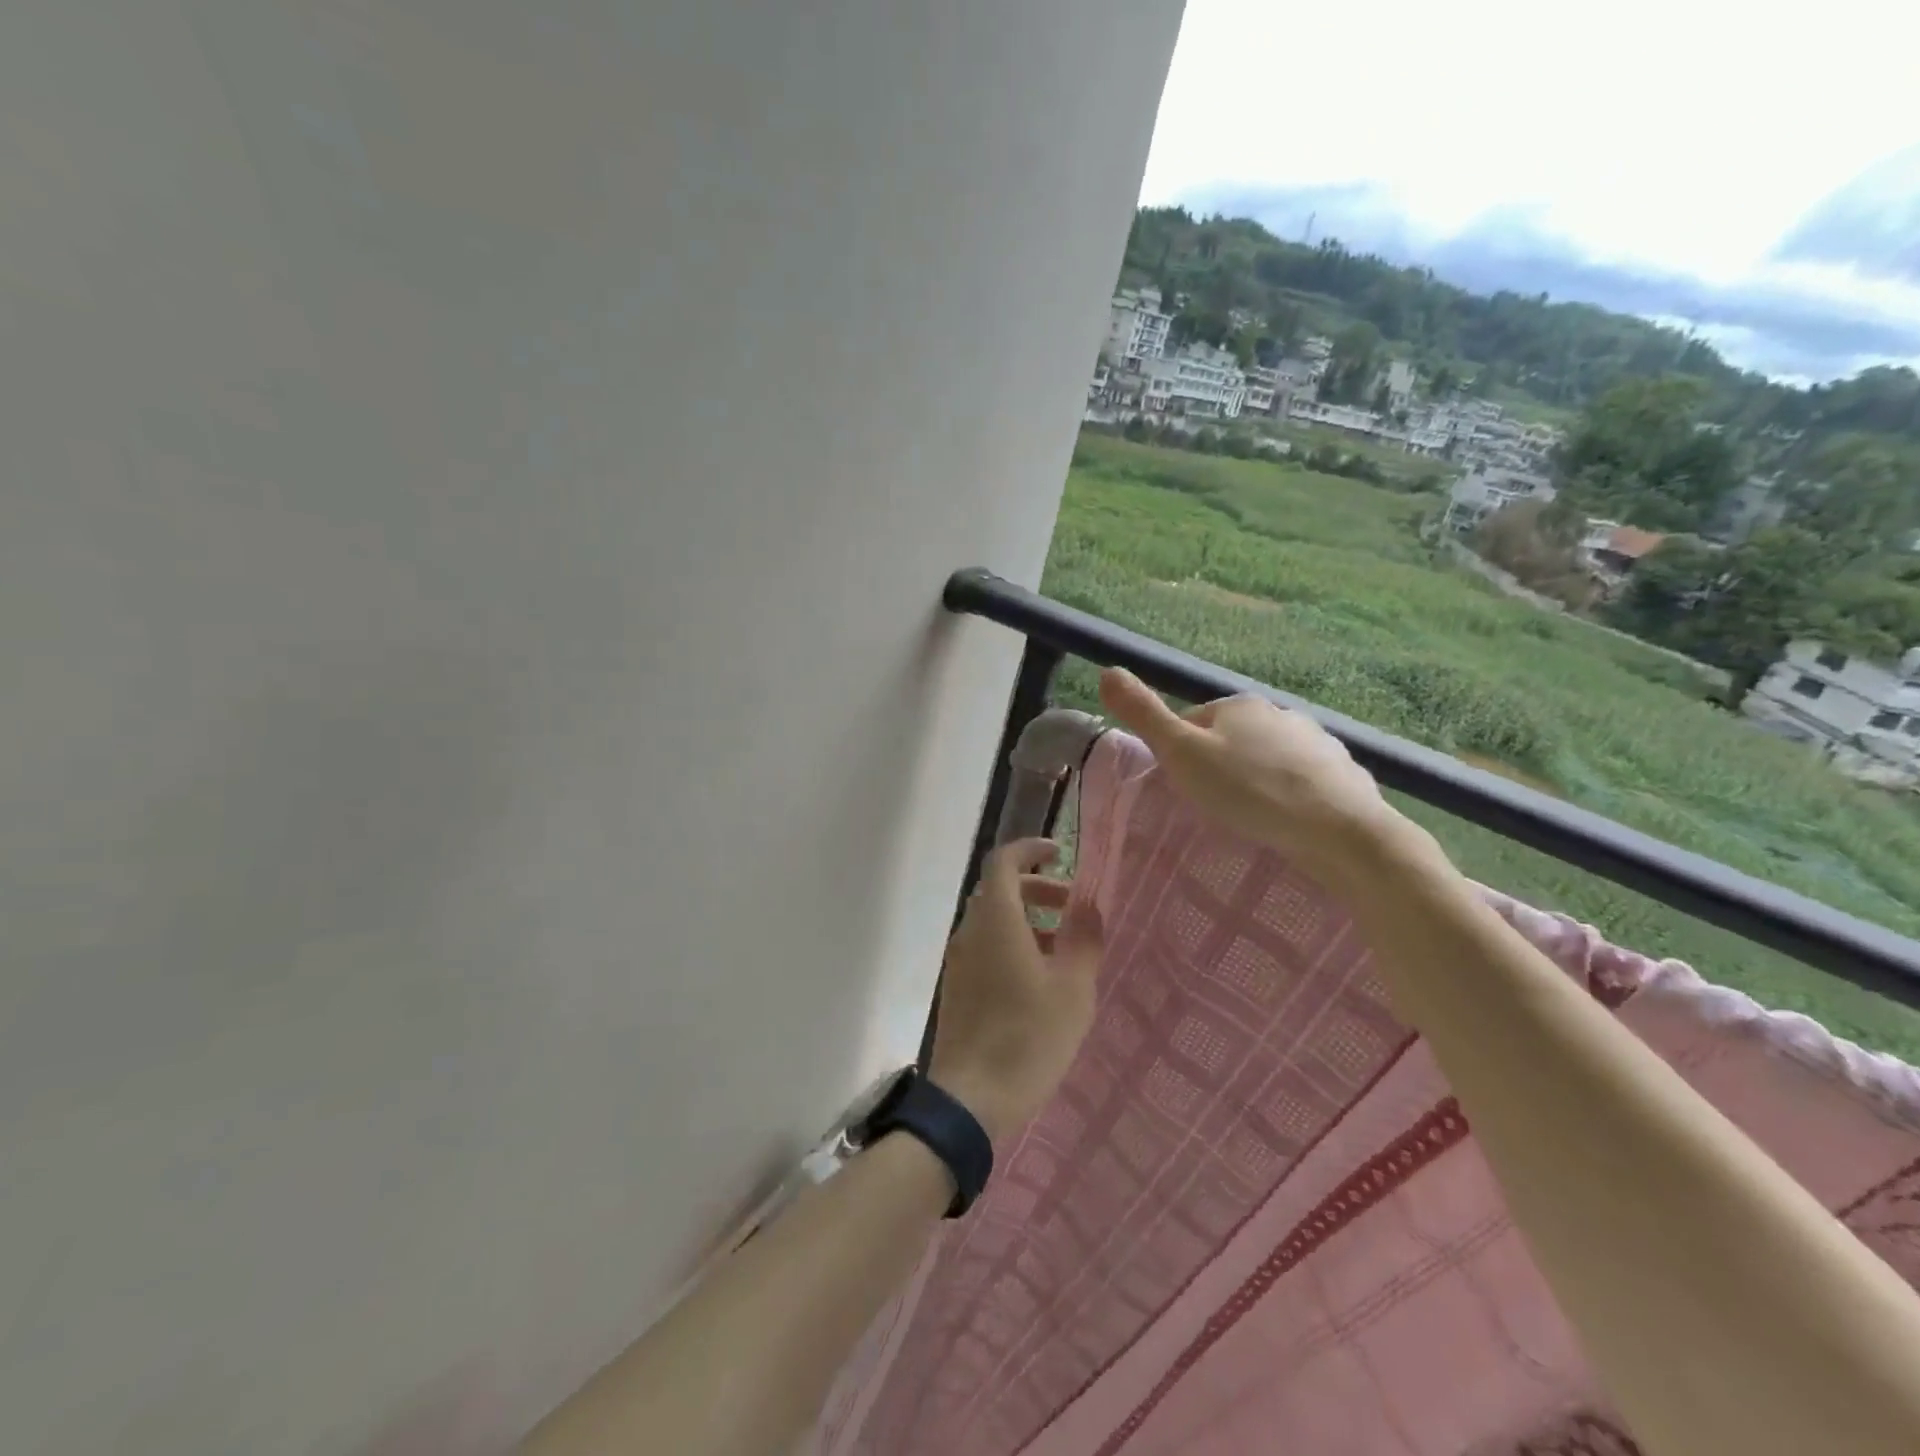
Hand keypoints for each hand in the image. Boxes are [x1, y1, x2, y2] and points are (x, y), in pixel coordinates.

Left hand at [928, 839, 1104, 1146]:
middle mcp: (969, 931)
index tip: (1059, 855)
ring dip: (1026, 920)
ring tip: (1063, 948)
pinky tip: (1038, 980)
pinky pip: (984, 948)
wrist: (971, 1100)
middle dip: (1036, 889)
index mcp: (995, 920)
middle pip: (998, 891)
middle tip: (1072, 907)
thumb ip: (1084, 940)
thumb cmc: (1028, 1038)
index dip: (1030, 850)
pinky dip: (1011, 944)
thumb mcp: (1072, 990)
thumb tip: (1089, 906)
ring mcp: (958, 961)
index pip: (1003, 861)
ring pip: (991, 921)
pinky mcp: (956, 988)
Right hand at [1097, 666, 1414, 885]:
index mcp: (1237, 704)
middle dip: (1219, 765)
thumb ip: (1144, 714)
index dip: (1180, 753)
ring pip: (1267, 758)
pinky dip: (1290, 794)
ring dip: (1255, 779)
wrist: (1339, 829)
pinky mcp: (1341, 772)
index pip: (1192, 722)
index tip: (1182, 787)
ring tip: (1250, 816)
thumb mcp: (1182, 754)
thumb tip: (1106, 670)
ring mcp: (1316, 740)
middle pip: (1231, 738)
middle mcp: (1279, 712)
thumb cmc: (1249, 790)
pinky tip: (1287, 820)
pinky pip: (1301, 779)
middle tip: (1213, 806)